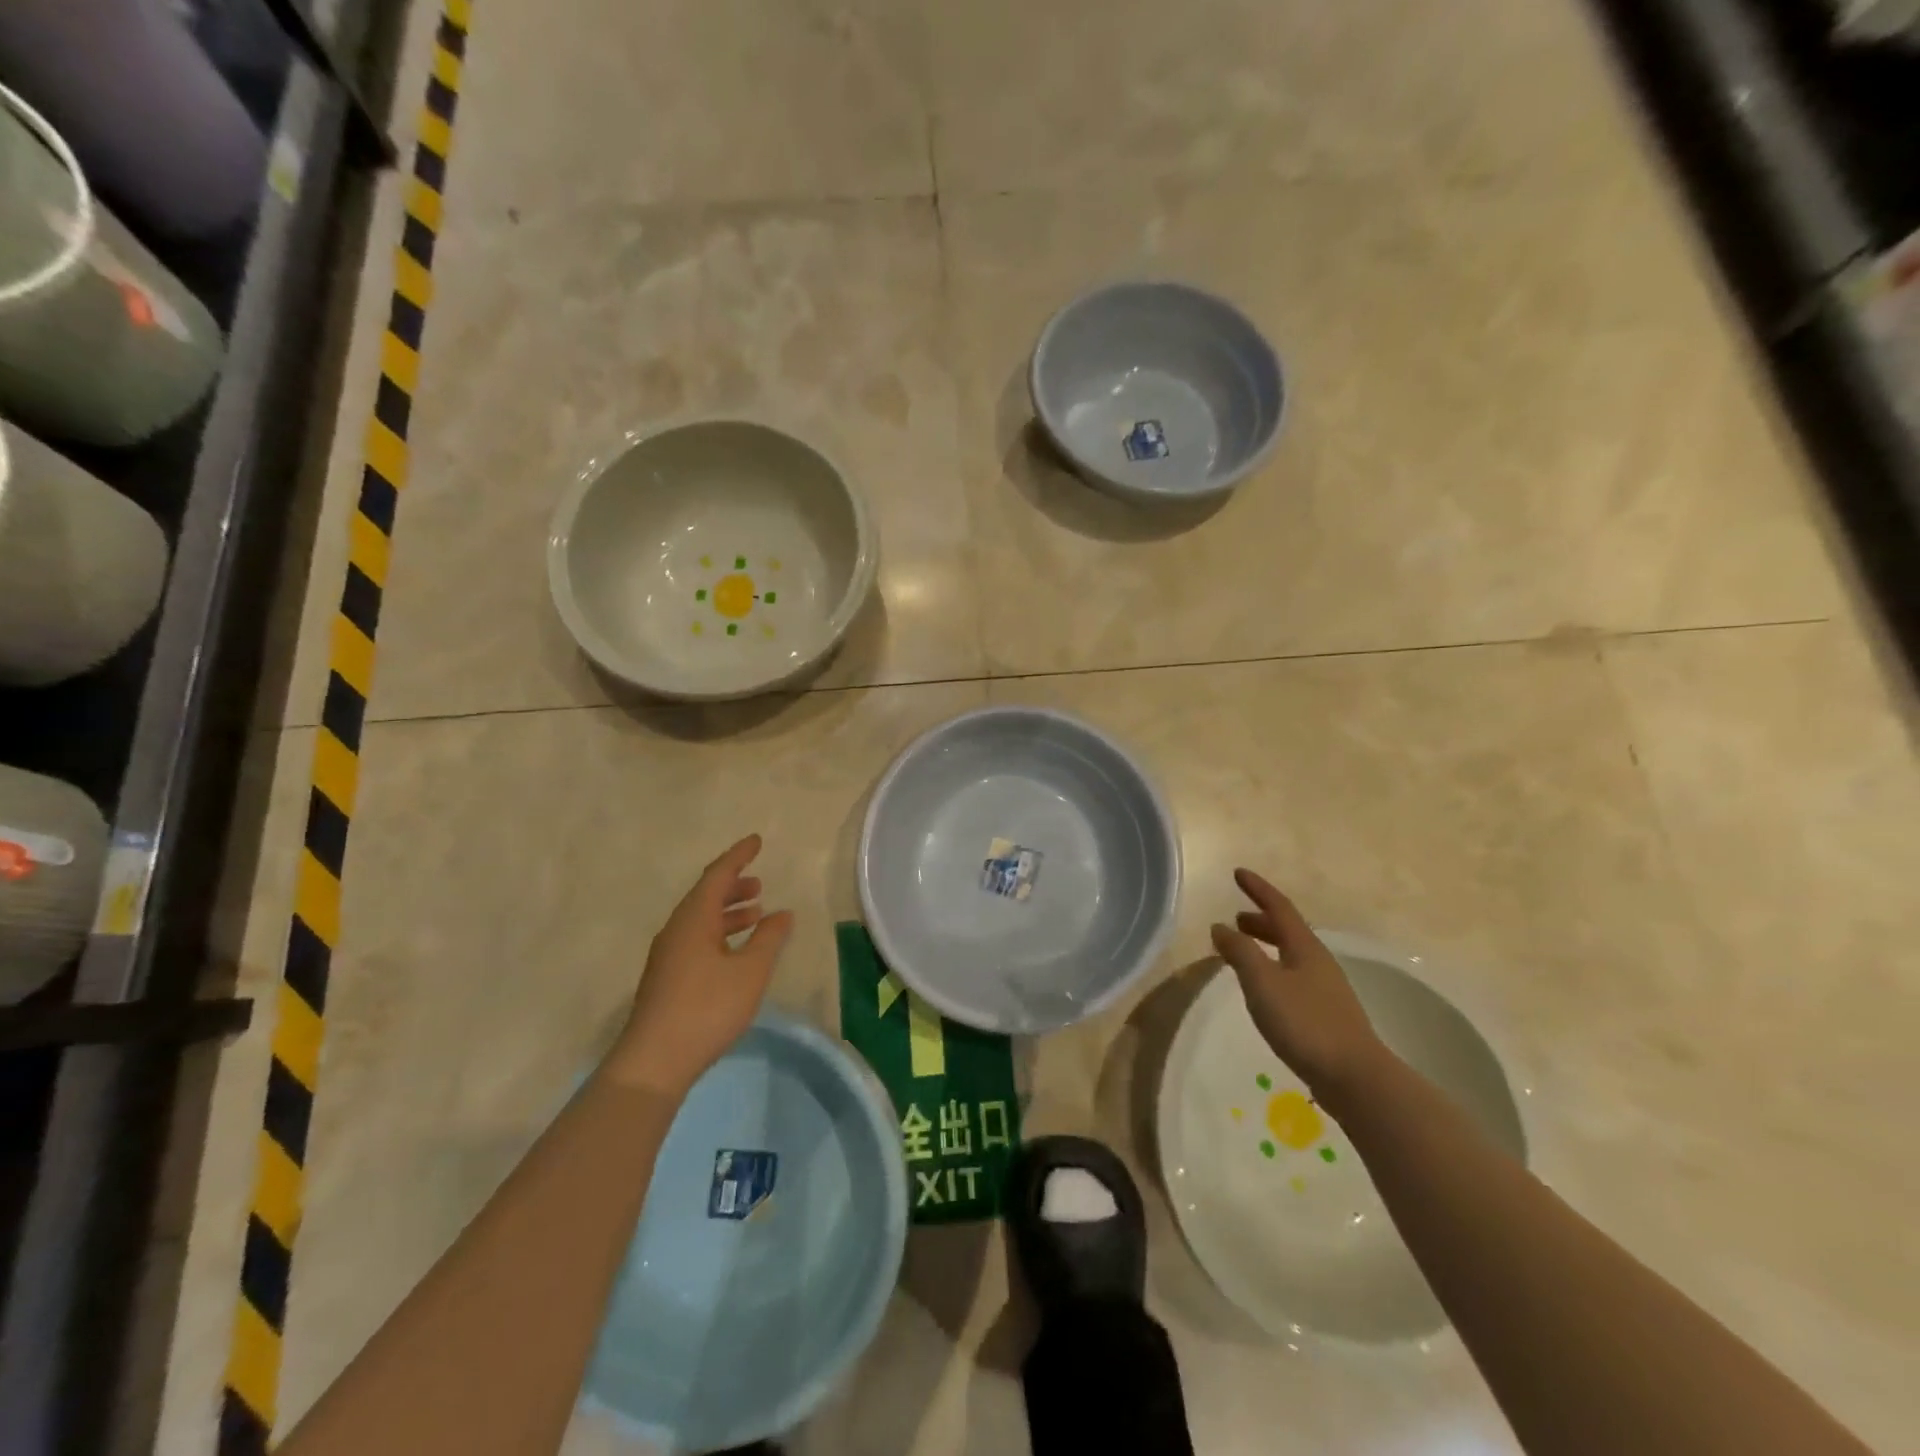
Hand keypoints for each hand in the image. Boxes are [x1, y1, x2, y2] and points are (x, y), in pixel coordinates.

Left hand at [604, 834, 793, 1098]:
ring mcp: (667, 956)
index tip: (756, 841)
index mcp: (693, 919)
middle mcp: (676, 930)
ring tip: (755, 913)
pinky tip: (735, 951)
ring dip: (728, 911)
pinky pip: (696, 939)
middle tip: (759, 883)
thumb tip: (783, 913)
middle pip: (705, 896)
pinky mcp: (667, 978)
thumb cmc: (707, 1008)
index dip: (738, 856)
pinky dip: (719, 933)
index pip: (717, 875)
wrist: (653, 1062)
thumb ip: (769, 939)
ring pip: (700, 920)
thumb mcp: (750, 972)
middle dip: (733, 886)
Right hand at [1210, 869, 1389, 1114]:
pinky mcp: (1325, 1014)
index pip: (1278, 907)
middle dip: (1261, 920)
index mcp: (1304, 947)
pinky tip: (1265, 989)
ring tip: (1244, 951)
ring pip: (1291, 954)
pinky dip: (1273, 968)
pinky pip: (1293, 976)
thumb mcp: (1263, 982)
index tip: (1238, 873)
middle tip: (1237, 918)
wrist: (1355, 1077)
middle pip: (1287, 930)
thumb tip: (1221, 926)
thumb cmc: (1305, 1023)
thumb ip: (1240, 951)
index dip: (1258, 889)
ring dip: (1267, 945)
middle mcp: (1318, 962)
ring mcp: (1325, 989)